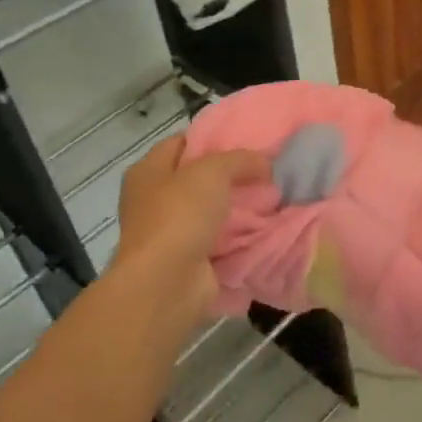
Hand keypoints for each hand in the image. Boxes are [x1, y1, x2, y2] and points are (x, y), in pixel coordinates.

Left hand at [110, 135, 269, 318]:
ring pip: (211, 212)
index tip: (247, 140)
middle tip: (267, 171)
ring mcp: (169, 233)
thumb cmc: (180, 215)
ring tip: (274, 198)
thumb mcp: (212, 171)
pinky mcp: (187, 260)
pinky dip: (238, 237)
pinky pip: (218, 241)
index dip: (212, 139)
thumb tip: (265, 163)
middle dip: (231, 176)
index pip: (181, 143)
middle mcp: (153, 200)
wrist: (167, 282)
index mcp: (148, 172)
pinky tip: (265, 228)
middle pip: (198, 179)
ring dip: (238, 209)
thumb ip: (240, 160)